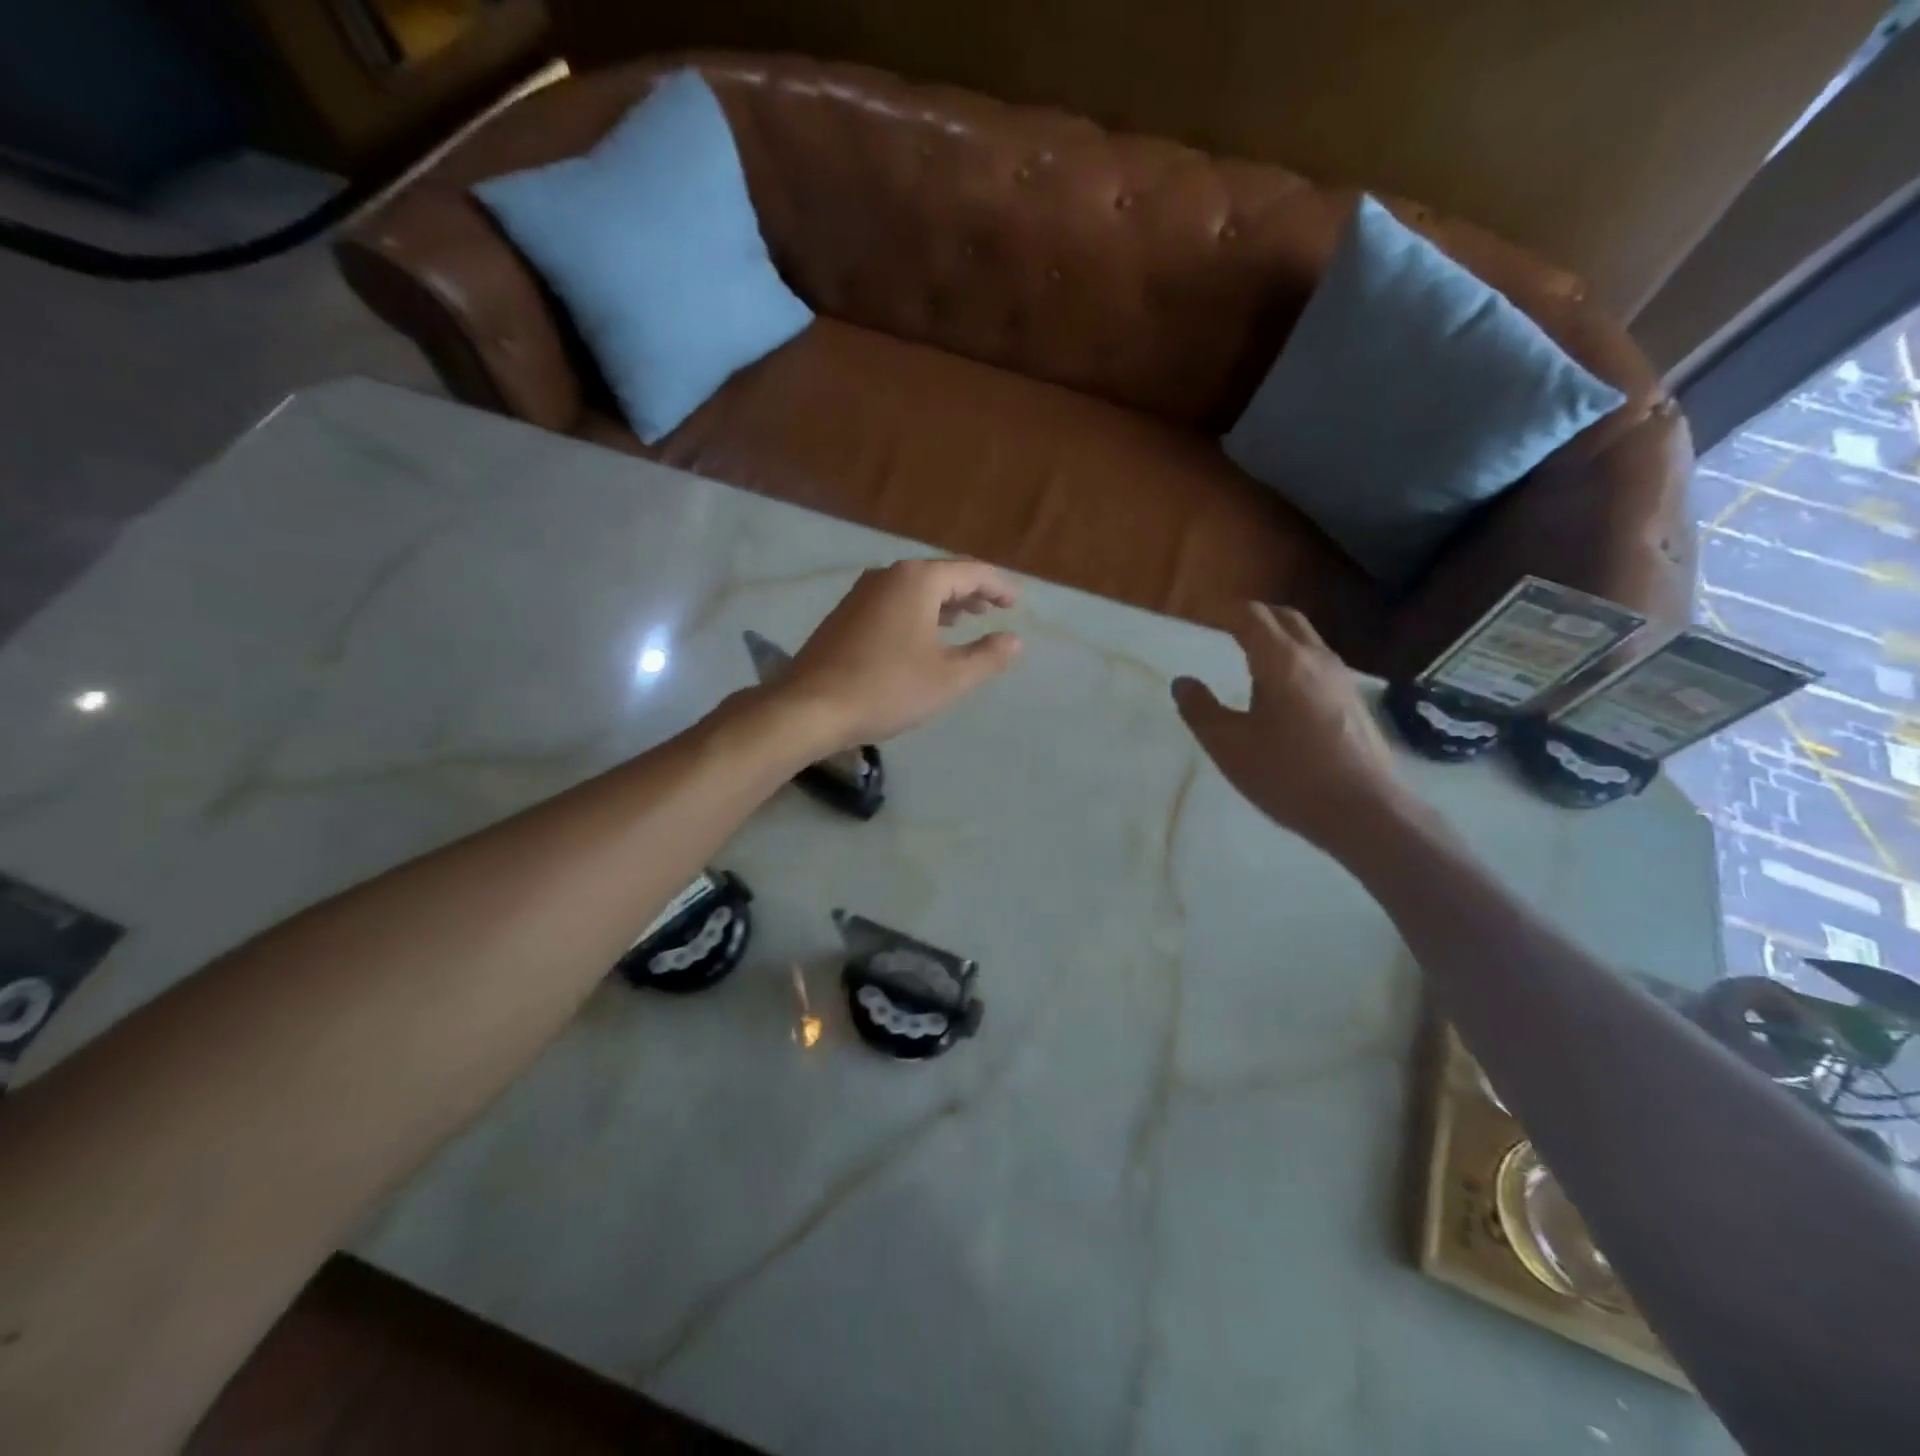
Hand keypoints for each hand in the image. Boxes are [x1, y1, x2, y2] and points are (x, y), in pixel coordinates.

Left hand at [778, 559, 1021, 751]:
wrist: (811, 707)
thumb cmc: (888, 688)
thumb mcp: (950, 677)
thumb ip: (987, 656)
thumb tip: (1014, 640)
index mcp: (917, 580)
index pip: (970, 571)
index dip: (998, 586)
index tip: (1015, 603)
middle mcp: (887, 576)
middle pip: (939, 576)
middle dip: (970, 592)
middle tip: (993, 610)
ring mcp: (860, 594)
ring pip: (913, 590)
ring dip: (942, 604)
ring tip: (963, 622)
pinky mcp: (844, 616)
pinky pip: (892, 603)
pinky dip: (917, 613)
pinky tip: (921, 637)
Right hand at [1172, 603, 1409, 853]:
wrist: (1364, 811)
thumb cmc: (1288, 775)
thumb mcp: (1229, 746)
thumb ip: (1201, 710)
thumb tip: (1183, 682)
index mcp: (1281, 661)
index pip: (1250, 617)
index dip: (1223, 611)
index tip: (1200, 615)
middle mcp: (1315, 659)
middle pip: (1284, 618)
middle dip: (1252, 615)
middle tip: (1225, 626)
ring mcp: (1341, 679)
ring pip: (1305, 639)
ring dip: (1276, 637)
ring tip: (1249, 658)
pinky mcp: (1354, 701)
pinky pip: (1317, 663)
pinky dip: (1292, 659)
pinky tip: (1281, 692)